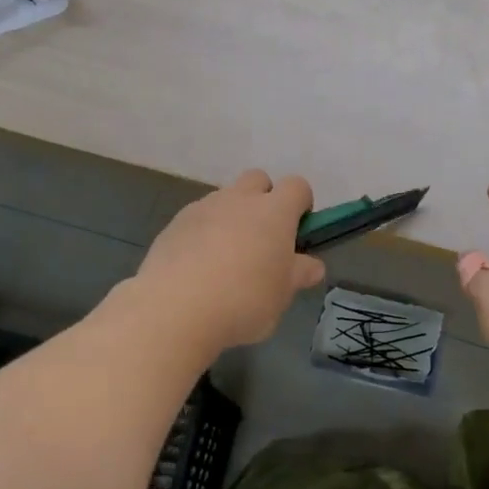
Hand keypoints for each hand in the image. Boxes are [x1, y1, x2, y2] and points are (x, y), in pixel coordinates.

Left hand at [131, 170, 324, 353]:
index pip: (297, 186)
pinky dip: (204, 232)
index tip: (297, 232)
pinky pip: (198, 218)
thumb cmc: (244, 299)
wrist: (175, 309)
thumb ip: (299, 274)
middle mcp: (239, 199)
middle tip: (263, 239)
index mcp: (274, 211)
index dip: (301, 204)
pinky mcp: (175, 223)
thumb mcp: (282, 294)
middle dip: (265, 199)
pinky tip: (199, 267)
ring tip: (226, 259)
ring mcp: (204, 207)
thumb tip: (313, 265)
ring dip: (232, 216)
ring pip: (226, 198)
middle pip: (258, 179)